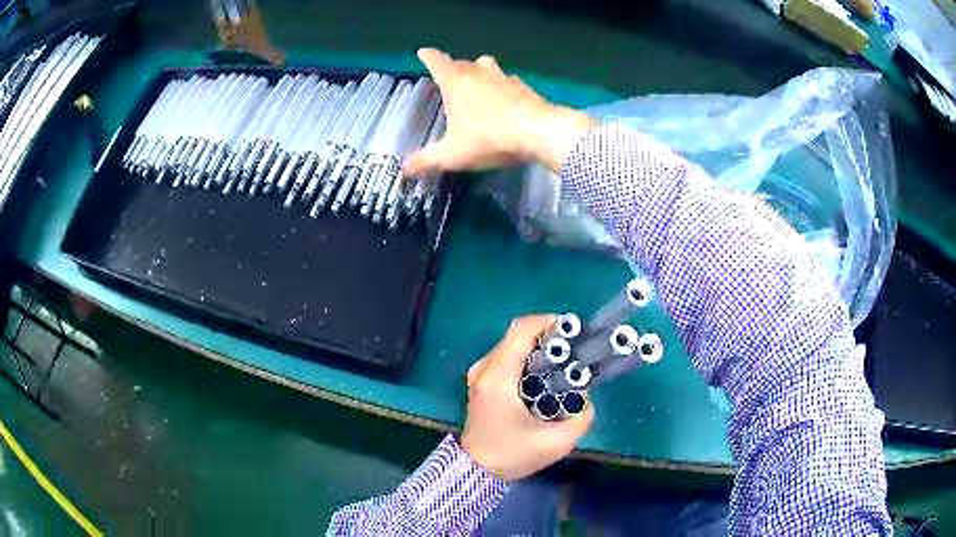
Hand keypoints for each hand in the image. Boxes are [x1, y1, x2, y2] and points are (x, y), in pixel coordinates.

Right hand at [403, 49, 596, 176]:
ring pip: (486, 66)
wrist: (539, 133)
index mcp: (456, 82)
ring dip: (479, 71)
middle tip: (448, 77)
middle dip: (453, 67)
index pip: (437, 61)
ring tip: (477, 83)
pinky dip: (502, 86)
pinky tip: (505, 98)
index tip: (423, 53)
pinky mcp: (525, 87)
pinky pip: (508, 80)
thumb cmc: (489, 138)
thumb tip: (404, 170)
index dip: (428, 56)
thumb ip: (427, 161)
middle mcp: (478, 73)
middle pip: (461, 62)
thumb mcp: (453, 155)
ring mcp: (504, 78)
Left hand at [461, 315, 594, 481]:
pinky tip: (545, 375)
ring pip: (513, 344)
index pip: (522, 331)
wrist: (476, 470)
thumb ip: (581, 415)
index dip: (551, 323)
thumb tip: (585, 394)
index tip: (575, 334)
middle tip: (575, 350)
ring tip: (564, 362)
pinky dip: (529, 357)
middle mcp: (484, 368)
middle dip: (549, 336)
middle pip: (518, 334)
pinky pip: (507, 356)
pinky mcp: (481, 380)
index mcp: (498, 377)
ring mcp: (479, 373)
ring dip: (539, 347)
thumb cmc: (513, 455)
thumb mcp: (557, 442)